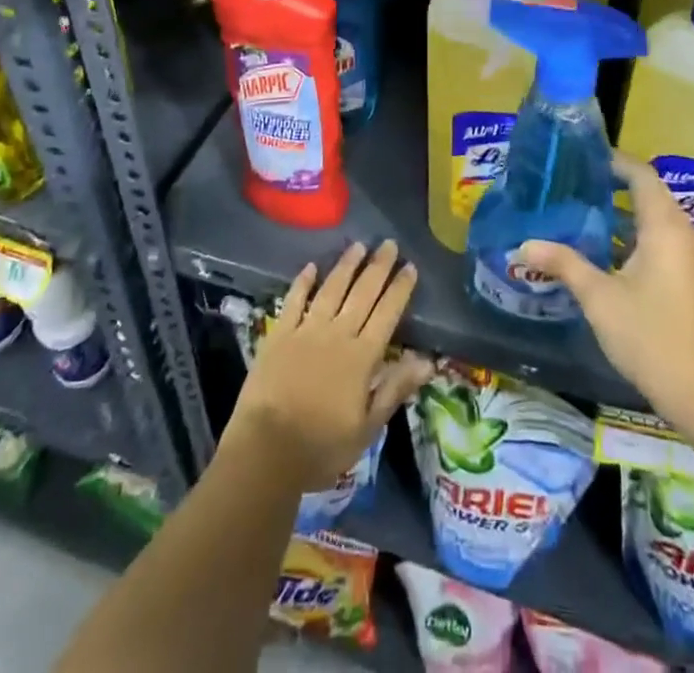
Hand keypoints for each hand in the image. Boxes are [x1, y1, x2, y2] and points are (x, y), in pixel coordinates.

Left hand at [222, 241, 431, 492]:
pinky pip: (294, 301)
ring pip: (331, 289)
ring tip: (358, 245)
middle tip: (389, 243)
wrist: (266, 451)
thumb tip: (427, 360)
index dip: (400, 289)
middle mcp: (337, 334)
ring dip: (346, 266)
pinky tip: (311, 266)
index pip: (387, 314)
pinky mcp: (279, 335)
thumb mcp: (367, 427)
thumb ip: (395, 388)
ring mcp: (306, 331)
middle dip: (378, 267)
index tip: (410, 266)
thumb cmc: (321, 446)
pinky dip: (303, 282)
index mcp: (361, 357)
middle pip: (362, 293)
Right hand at [518, 154, 693, 436]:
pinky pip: (658, 235)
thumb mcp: (598, 296)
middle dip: (614, 182)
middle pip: (649, 192)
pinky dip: (632, 229)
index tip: (582, 156)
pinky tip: (602, 242)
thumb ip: (563, 263)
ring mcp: (685, 256)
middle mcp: (680, 233)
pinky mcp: (684, 275)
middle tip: (575, 179)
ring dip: (623, 207)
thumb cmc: (648, 335)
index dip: (615, 161)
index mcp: (663, 228)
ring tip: (581, 204)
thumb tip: (523, 244)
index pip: (642, 175)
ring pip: (654, 216)